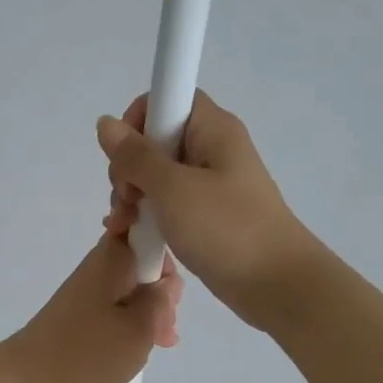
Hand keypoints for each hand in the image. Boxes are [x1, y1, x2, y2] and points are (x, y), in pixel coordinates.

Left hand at [2, 235, 181, 382]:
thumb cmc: (88, 353)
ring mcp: (88, 289)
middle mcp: (100, 264)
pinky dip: (130, 325)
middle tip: (165, 328)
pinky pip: (116, 308)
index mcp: (114, 256)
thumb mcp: (141, 328)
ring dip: (149, 313)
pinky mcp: (80, 312)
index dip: (168, 253)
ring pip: (132, 289)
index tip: (170, 291)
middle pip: (144, 262)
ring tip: (156, 344)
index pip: (149, 227)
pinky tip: (137, 350)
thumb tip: (165, 283)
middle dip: (162, 292)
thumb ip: (161, 300)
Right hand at [99, 90, 319, 329]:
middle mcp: (213, 149)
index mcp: (213, 129)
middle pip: (157, 139)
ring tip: (126, 224)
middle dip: (129, 167)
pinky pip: (169, 202)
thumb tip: (105, 123)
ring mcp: (211, 184)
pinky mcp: (208, 215)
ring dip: (134, 195)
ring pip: (158, 175)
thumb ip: (135, 156)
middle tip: (127, 200)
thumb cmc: (226, 229)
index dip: (139, 119)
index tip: (125, 156)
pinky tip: (133, 233)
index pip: (168, 97)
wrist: (278, 285)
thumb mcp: (173, 189)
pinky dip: (149, 213)